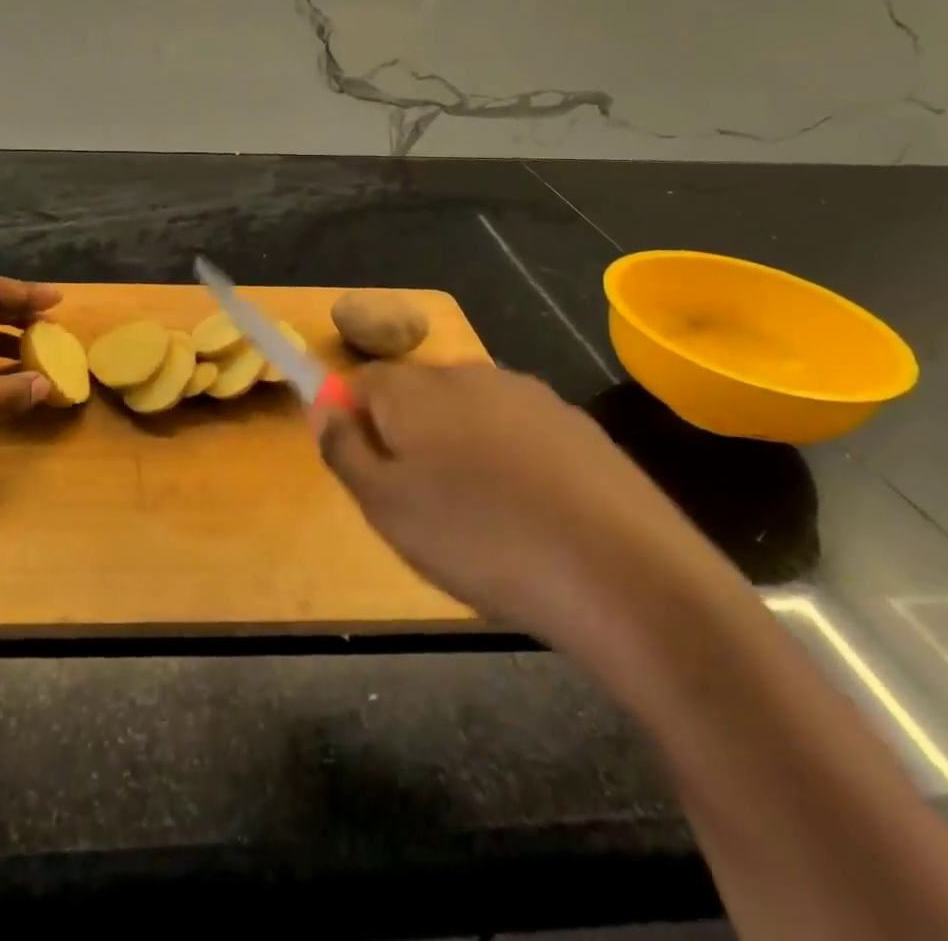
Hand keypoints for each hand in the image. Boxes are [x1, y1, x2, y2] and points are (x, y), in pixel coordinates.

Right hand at [316, 364, 735, 656]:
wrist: (622, 572)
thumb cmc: (479, 538)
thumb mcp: (384, 506)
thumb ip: (343, 450)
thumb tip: (325, 408)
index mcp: (414, 389)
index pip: (361, 380)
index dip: (352, 419)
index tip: (364, 469)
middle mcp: (468, 374)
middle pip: (416, 394)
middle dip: (406, 436)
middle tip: (418, 504)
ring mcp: (528, 395)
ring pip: (469, 412)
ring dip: (459, 448)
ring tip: (479, 517)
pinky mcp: (576, 424)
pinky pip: (518, 432)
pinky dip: (509, 461)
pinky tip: (531, 513)